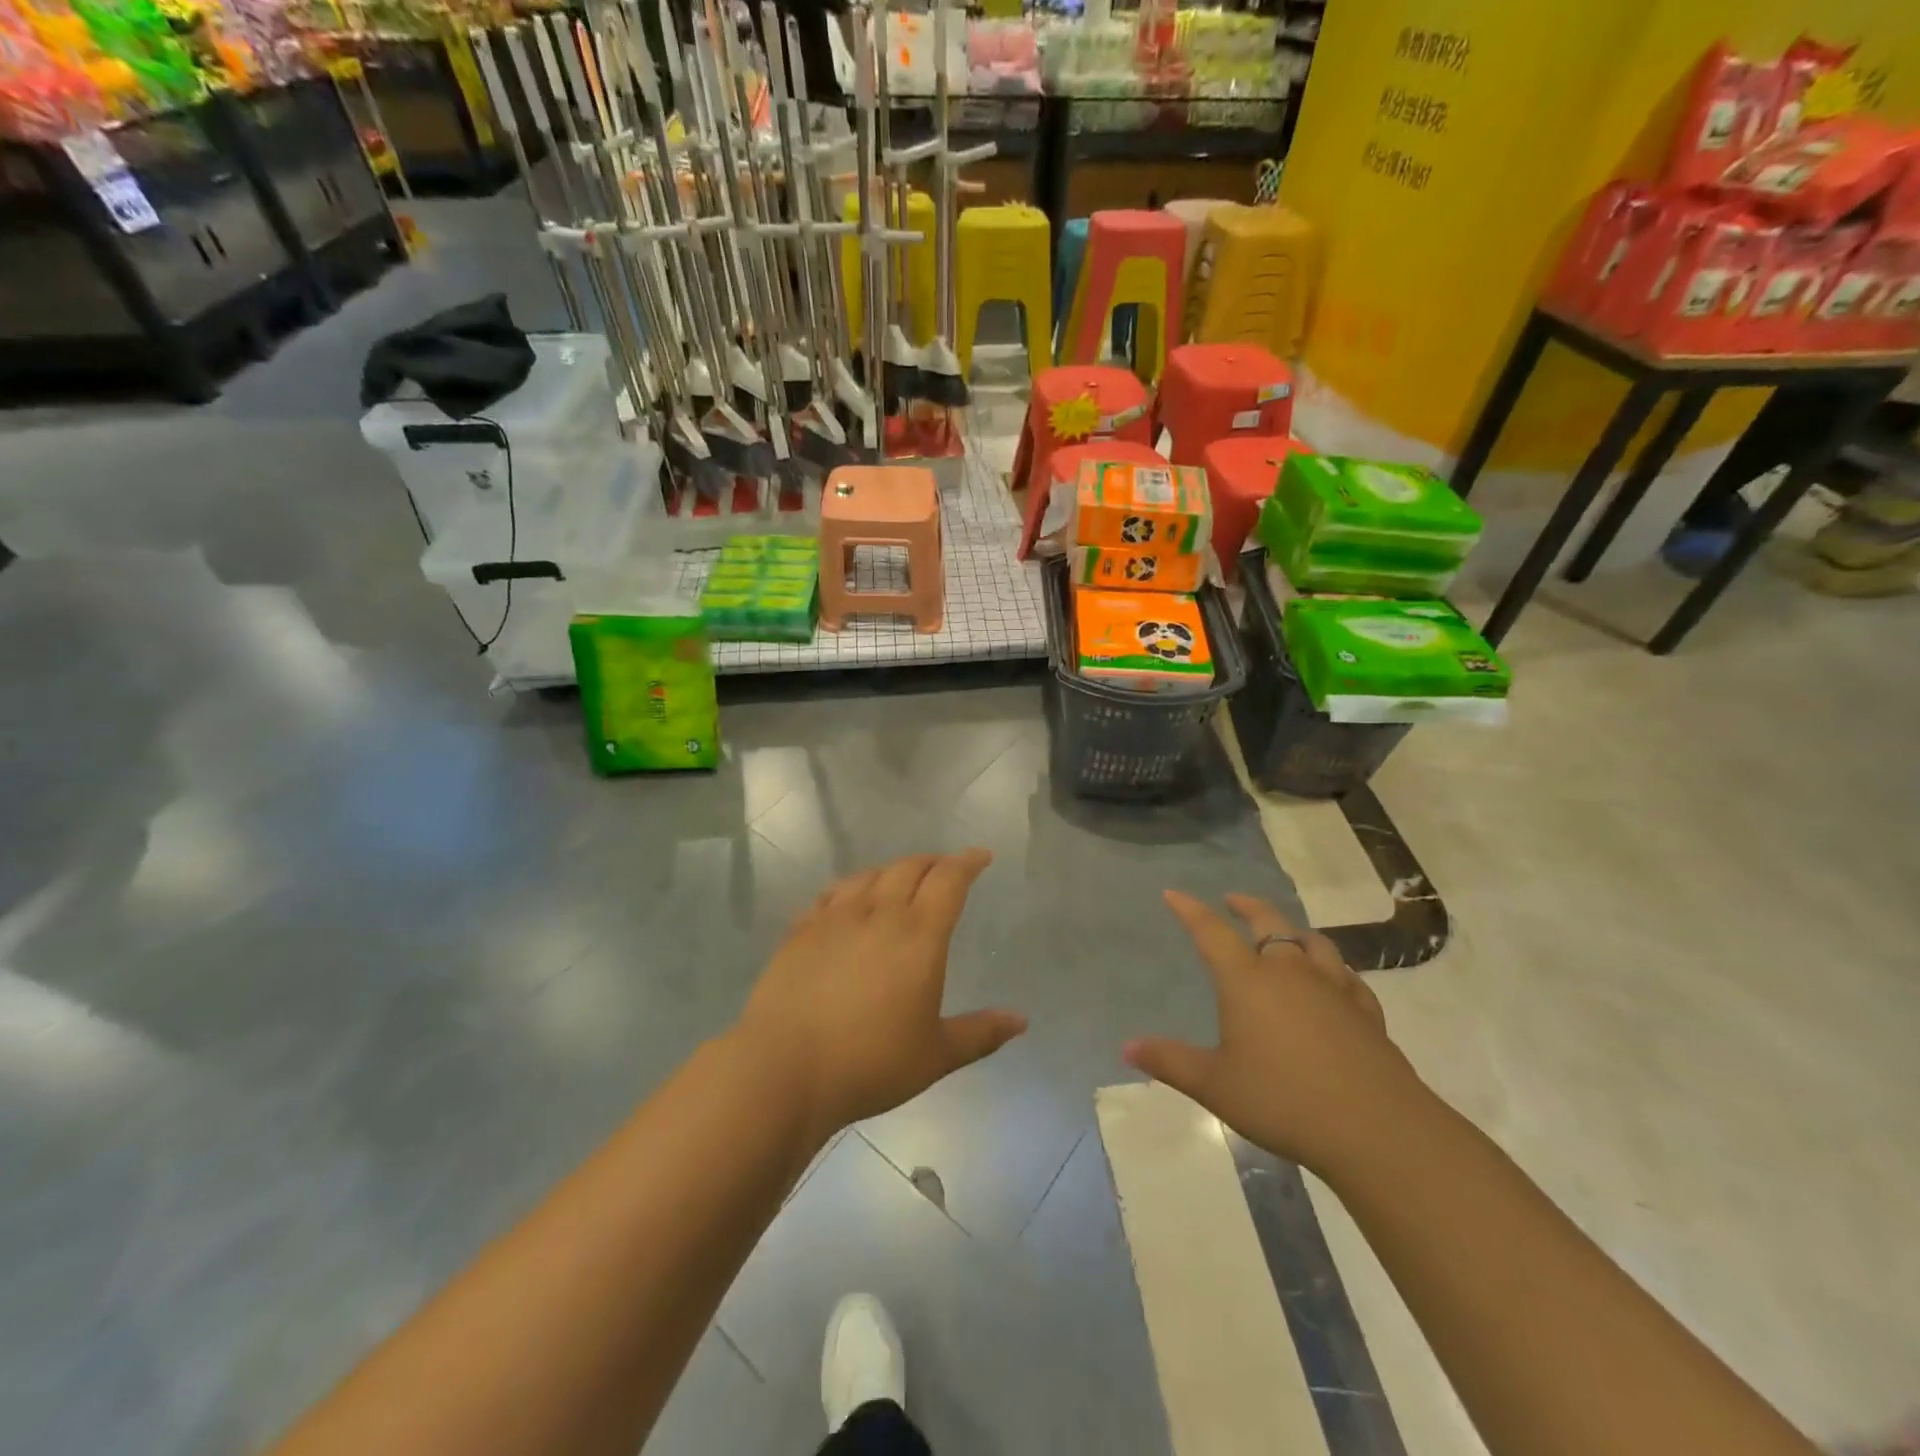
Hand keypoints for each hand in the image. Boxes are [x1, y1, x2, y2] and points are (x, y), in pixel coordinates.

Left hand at [738, 850, 1026, 1143]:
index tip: (981, 855)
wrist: (784, 1068)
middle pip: (909, 868)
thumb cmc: (870, 1062)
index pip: (949, 880)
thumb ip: (981, 1033)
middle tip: (945, 868)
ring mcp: (834, 917)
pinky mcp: (801, 930)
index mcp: (919, 934)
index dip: (968, 862)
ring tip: (899, 880)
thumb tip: (1022, 1020)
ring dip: (892, 870)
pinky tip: (848, 901)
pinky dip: (850, 888)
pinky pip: (832, 894)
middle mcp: (878, 913)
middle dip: (933, 862)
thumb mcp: (936, 1055)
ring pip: (869, 875)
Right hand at [1123, 892, 1426, 1176]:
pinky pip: (1348, 977)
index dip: (1190, 910)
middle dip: (1247, 906)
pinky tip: (1336, 980)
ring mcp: (1334, 988)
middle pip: (1269, 923)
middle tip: (1233, 900)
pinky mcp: (1367, 1013)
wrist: (1376, 1128)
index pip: (1211, 932)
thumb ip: (1170, 1062)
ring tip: (1285, 933)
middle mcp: (1290, 972)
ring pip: (1313, 942)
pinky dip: (1334, 968)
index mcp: (1248, 980)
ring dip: (1293, 931)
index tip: (1173, 894)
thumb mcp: (1215, 1085)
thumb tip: (1127, 1047)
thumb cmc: (1283, 1100)